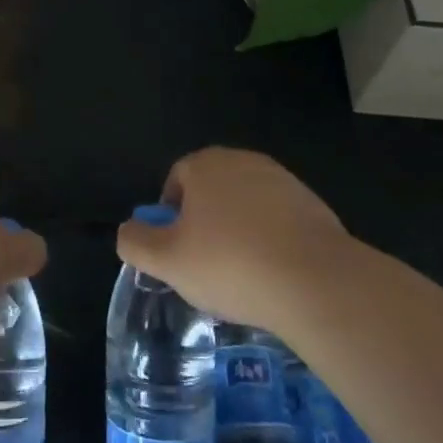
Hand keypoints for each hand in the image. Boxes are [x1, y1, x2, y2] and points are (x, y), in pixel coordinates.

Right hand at [116, 147, 351, 330]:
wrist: (315, 281)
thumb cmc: (230, 264)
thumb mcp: (167, 261)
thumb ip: (136, 242)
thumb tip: (127, 231)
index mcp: (205, 165)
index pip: (176, 180)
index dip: (170, 216)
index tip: (176, 251)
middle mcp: (243, 160)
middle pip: (212, 190)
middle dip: (205, 223)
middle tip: (205, 265)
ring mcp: (282, 180)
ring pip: (246, 205)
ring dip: (239, 232)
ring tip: (242, 276)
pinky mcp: (313, 205)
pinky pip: (279, 221)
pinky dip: (271, 241)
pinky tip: (274, 275)